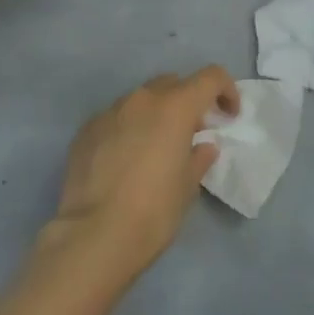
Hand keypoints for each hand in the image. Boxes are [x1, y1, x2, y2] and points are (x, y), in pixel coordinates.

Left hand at [49, 67, 236, 284]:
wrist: (93, 237)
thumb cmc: (154, 210)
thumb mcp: (188, 186)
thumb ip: (199, 158)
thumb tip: (203, 146)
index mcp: (176, 107)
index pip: (211, 77)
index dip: (226, 90)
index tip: (228, 116)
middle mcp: (142, 99)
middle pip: (173, 84)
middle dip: (187, 101)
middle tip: (190, 133)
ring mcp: (110, 112)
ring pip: (141, 100)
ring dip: (154, 115)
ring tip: (153, 148)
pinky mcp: (86, 131)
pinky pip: (115, 119)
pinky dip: (127, 129)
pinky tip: (123, 161)